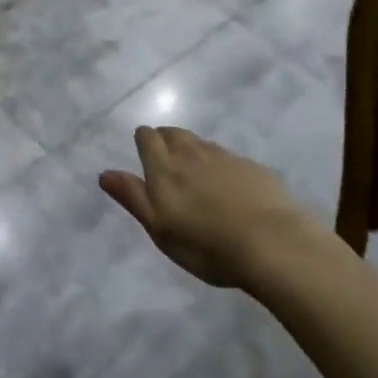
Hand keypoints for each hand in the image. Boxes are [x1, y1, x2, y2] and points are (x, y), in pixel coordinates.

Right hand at [99, 126, 312, 288]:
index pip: (147, 136)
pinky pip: (228, 158)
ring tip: (196, 174)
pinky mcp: (252, 167)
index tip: (144, 154)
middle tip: (167, 162)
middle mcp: (191, 153)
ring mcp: (224, 157)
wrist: (272, 243)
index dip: (144, 141)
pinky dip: (221, 166)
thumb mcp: (159, 229)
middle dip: (166, 140)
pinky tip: (229, 188)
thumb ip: (132, 197)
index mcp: (164, 167)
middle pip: (173, 133)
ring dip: (193, 151)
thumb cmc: (206, 244)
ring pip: (200, 143)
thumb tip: (105, 173)